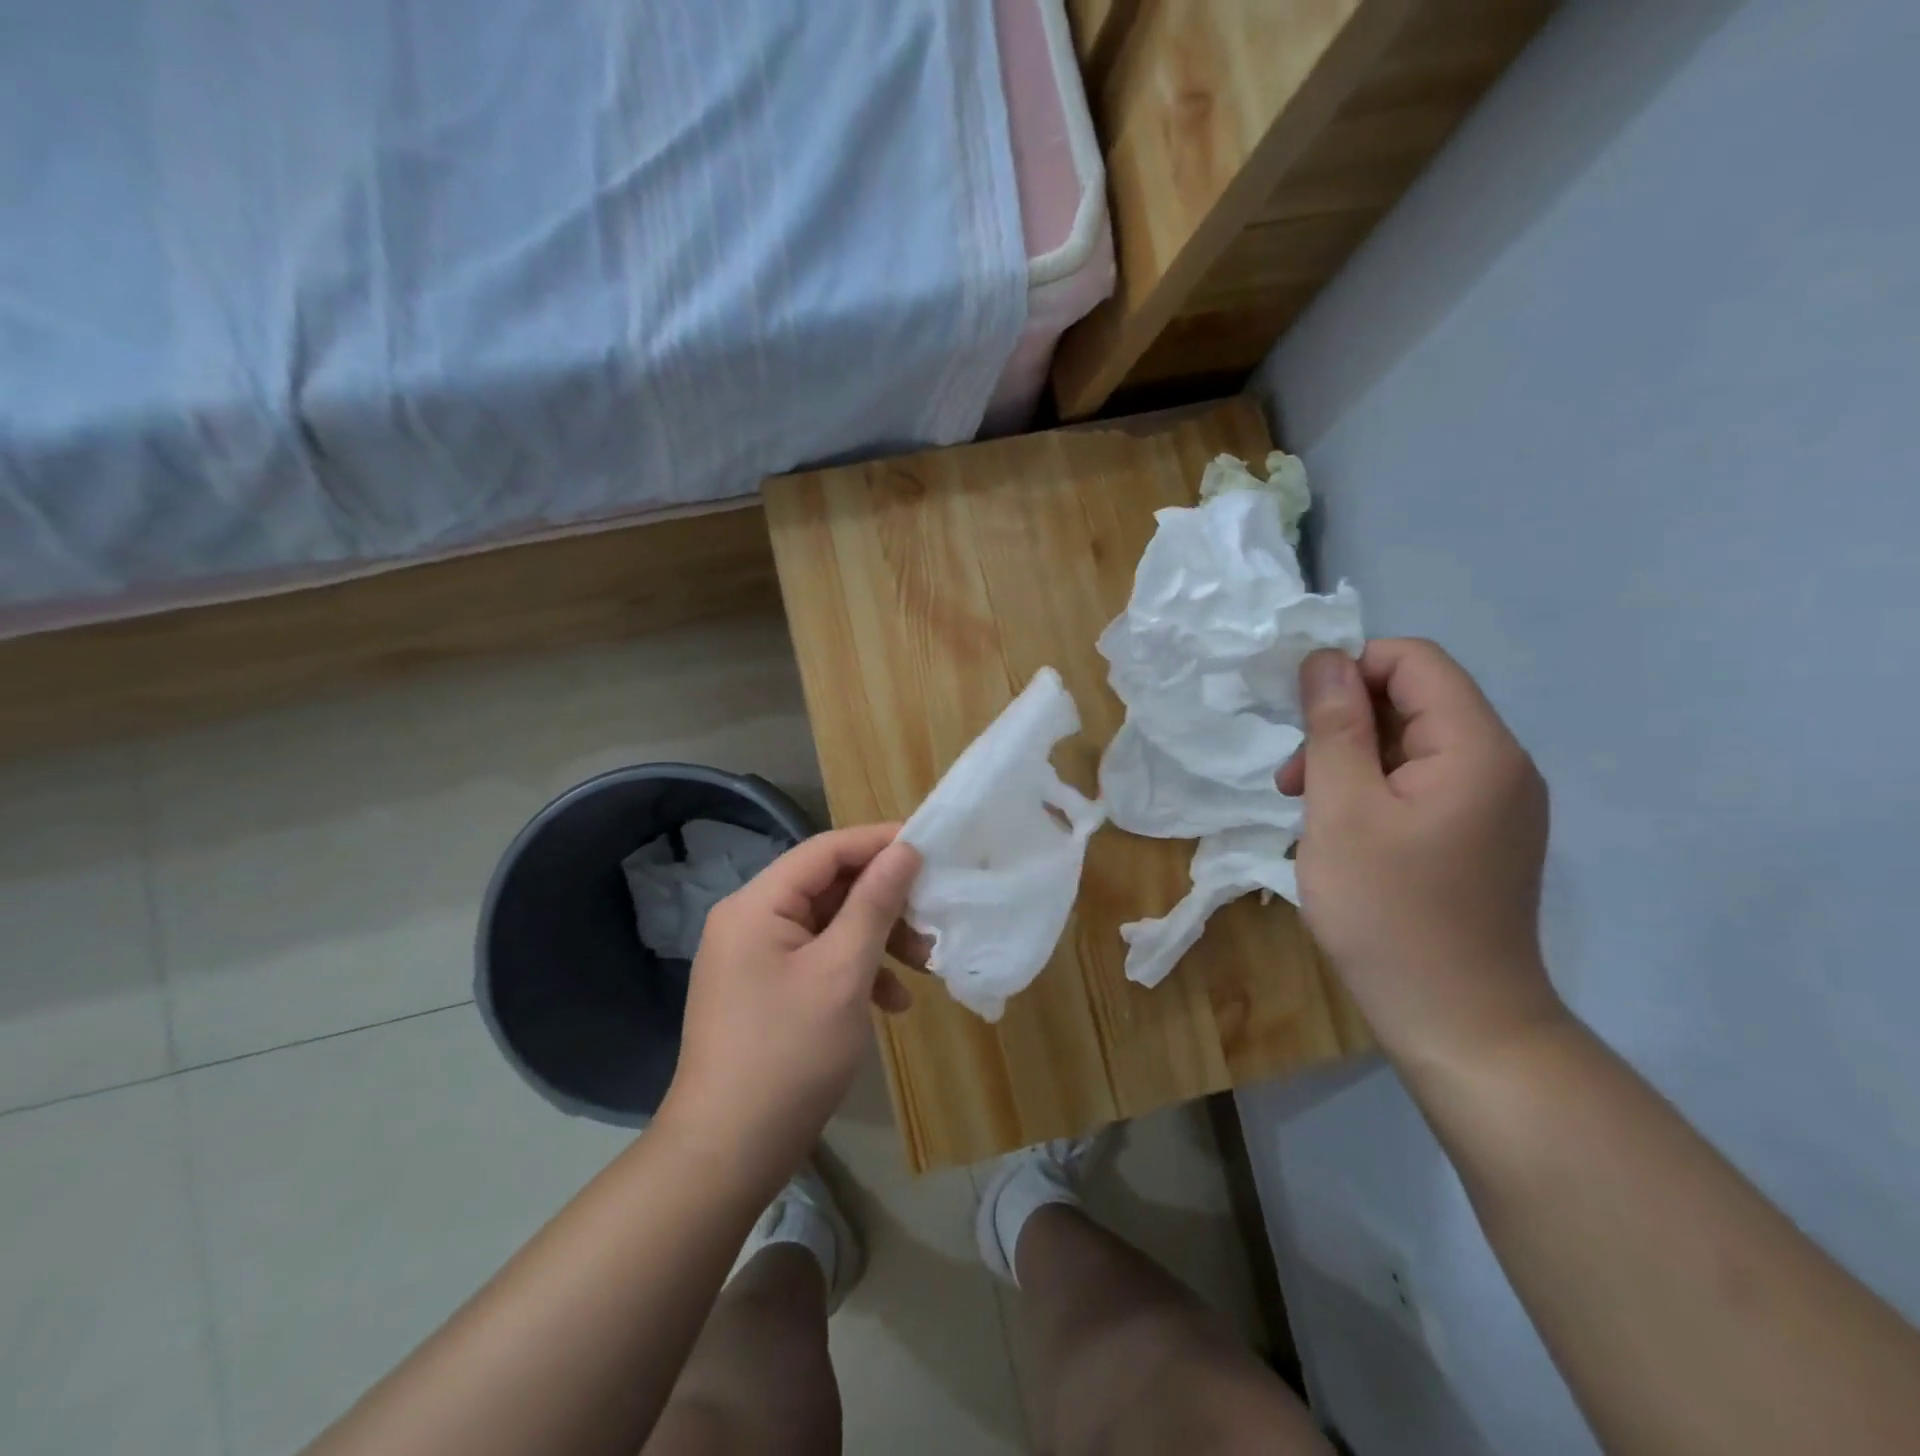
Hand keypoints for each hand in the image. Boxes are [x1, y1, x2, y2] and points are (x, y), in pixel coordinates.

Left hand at [656, 824, 921, 1194]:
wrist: (726, 1155)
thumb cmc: (789, 1055)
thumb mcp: (843, 972)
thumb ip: (875, 904)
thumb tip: (905, 850)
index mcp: (757, 905)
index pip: (825, 851)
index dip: (879, 843)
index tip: (930, 847)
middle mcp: (749, 921)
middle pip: (828, 888)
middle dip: (884, 902)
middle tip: (932, 918)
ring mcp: (753, 959)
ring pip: (828, 926)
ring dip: (877, 939)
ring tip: (923, 965)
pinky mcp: (763, 991)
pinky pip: (817, 961)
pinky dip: (855, 971)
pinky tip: (891, 1003)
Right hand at [1278, 639, 1563, 1070]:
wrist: (1459, 1023)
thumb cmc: (1389, 911)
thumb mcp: (1342, 810)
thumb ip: (1334, 726)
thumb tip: (1325, 659)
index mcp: (1477, 748)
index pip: (1415, 661)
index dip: (1350, 669)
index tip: (1298, 715)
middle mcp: (1501, 765)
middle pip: (1415, 701)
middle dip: (1344, 722)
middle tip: (1292, 779)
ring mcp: (1496, 805)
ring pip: (1412, 745)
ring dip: (1352, 759)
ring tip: (1306, 809)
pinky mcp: (1482, 837)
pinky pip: (1423, 784)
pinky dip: (1374, 791)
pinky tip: (1342, 831)